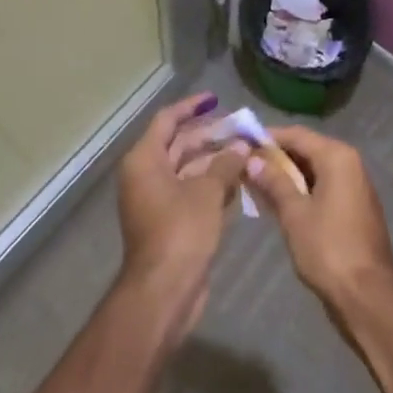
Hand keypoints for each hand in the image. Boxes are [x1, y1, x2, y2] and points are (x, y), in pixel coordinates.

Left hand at [116, 92, 248, 340]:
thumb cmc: (181, 231)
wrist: (163, 293)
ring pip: (188, 169)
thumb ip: (225, 164)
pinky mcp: (168, 223)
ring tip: (246, 154)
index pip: (168, 120)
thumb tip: (242, 146)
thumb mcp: (207, 192)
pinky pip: (191, 192)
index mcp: (145, 160)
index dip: (192, 107)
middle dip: (210, 136)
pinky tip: (238, 182)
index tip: (216, 99)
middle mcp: (146, 175)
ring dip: (215, 162)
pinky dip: (212, 185)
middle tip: (241, 129)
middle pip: (179, 144)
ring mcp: (156, 200)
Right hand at [244, 124, 392, 311]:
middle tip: (245, 167)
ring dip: (287, 176)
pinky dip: (302, 190)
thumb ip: (274, 182)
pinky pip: (323, 186)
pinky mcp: (354, 206)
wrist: (369, 296)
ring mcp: (354, 185)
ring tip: (256, 185)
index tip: (242, 143)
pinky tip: (280, 204)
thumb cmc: (329, 249)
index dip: (268, 137)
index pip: (296, 134)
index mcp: (336, 156)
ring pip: (314, 170)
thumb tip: (253, 159)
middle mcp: (348, 162)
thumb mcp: (295, 214)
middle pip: (306, 149)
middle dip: (276, 158)